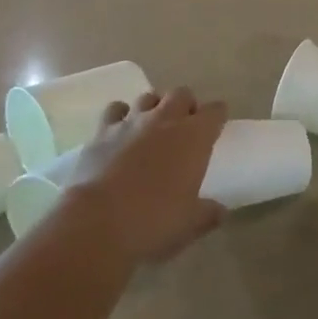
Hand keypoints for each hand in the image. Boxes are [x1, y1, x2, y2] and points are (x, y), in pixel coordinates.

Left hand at [60, 88, 226, 263]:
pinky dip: (120, 115)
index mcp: (194, 137)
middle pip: (181, 94)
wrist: (97, 222)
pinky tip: (120, 131)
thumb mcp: (189, 224)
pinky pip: (116, 110)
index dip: (217, 116)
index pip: (215, 111)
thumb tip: (220, 211)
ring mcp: (132, 121)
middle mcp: (165, 119)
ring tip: (152, 127)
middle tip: (185, 127)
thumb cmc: (153, 221)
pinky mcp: (102, 131)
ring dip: (154, 107)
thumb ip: (208, 213)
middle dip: (186, 105)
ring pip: (148, 97)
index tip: (217, 126)